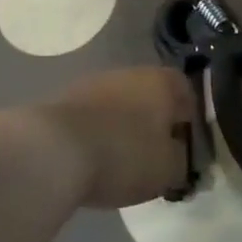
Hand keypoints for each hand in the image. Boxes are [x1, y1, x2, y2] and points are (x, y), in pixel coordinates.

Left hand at [36, 67, 190, 208]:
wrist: (52, 151)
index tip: (185, 149)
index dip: (189, 122)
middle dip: (154, 124)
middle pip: (151, 97)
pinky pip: (93, 118)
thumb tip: (180, 158)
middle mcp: (130, 73)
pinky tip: (93, 160)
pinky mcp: (65, 100)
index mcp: (162, 82)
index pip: (187, 94)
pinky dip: (98, 134)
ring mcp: (94, 84)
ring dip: (124, 128)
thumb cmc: (123, 154)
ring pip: (120, 105)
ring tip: (121, 163)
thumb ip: (182, 162)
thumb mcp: (167, 169)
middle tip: (154, 157)